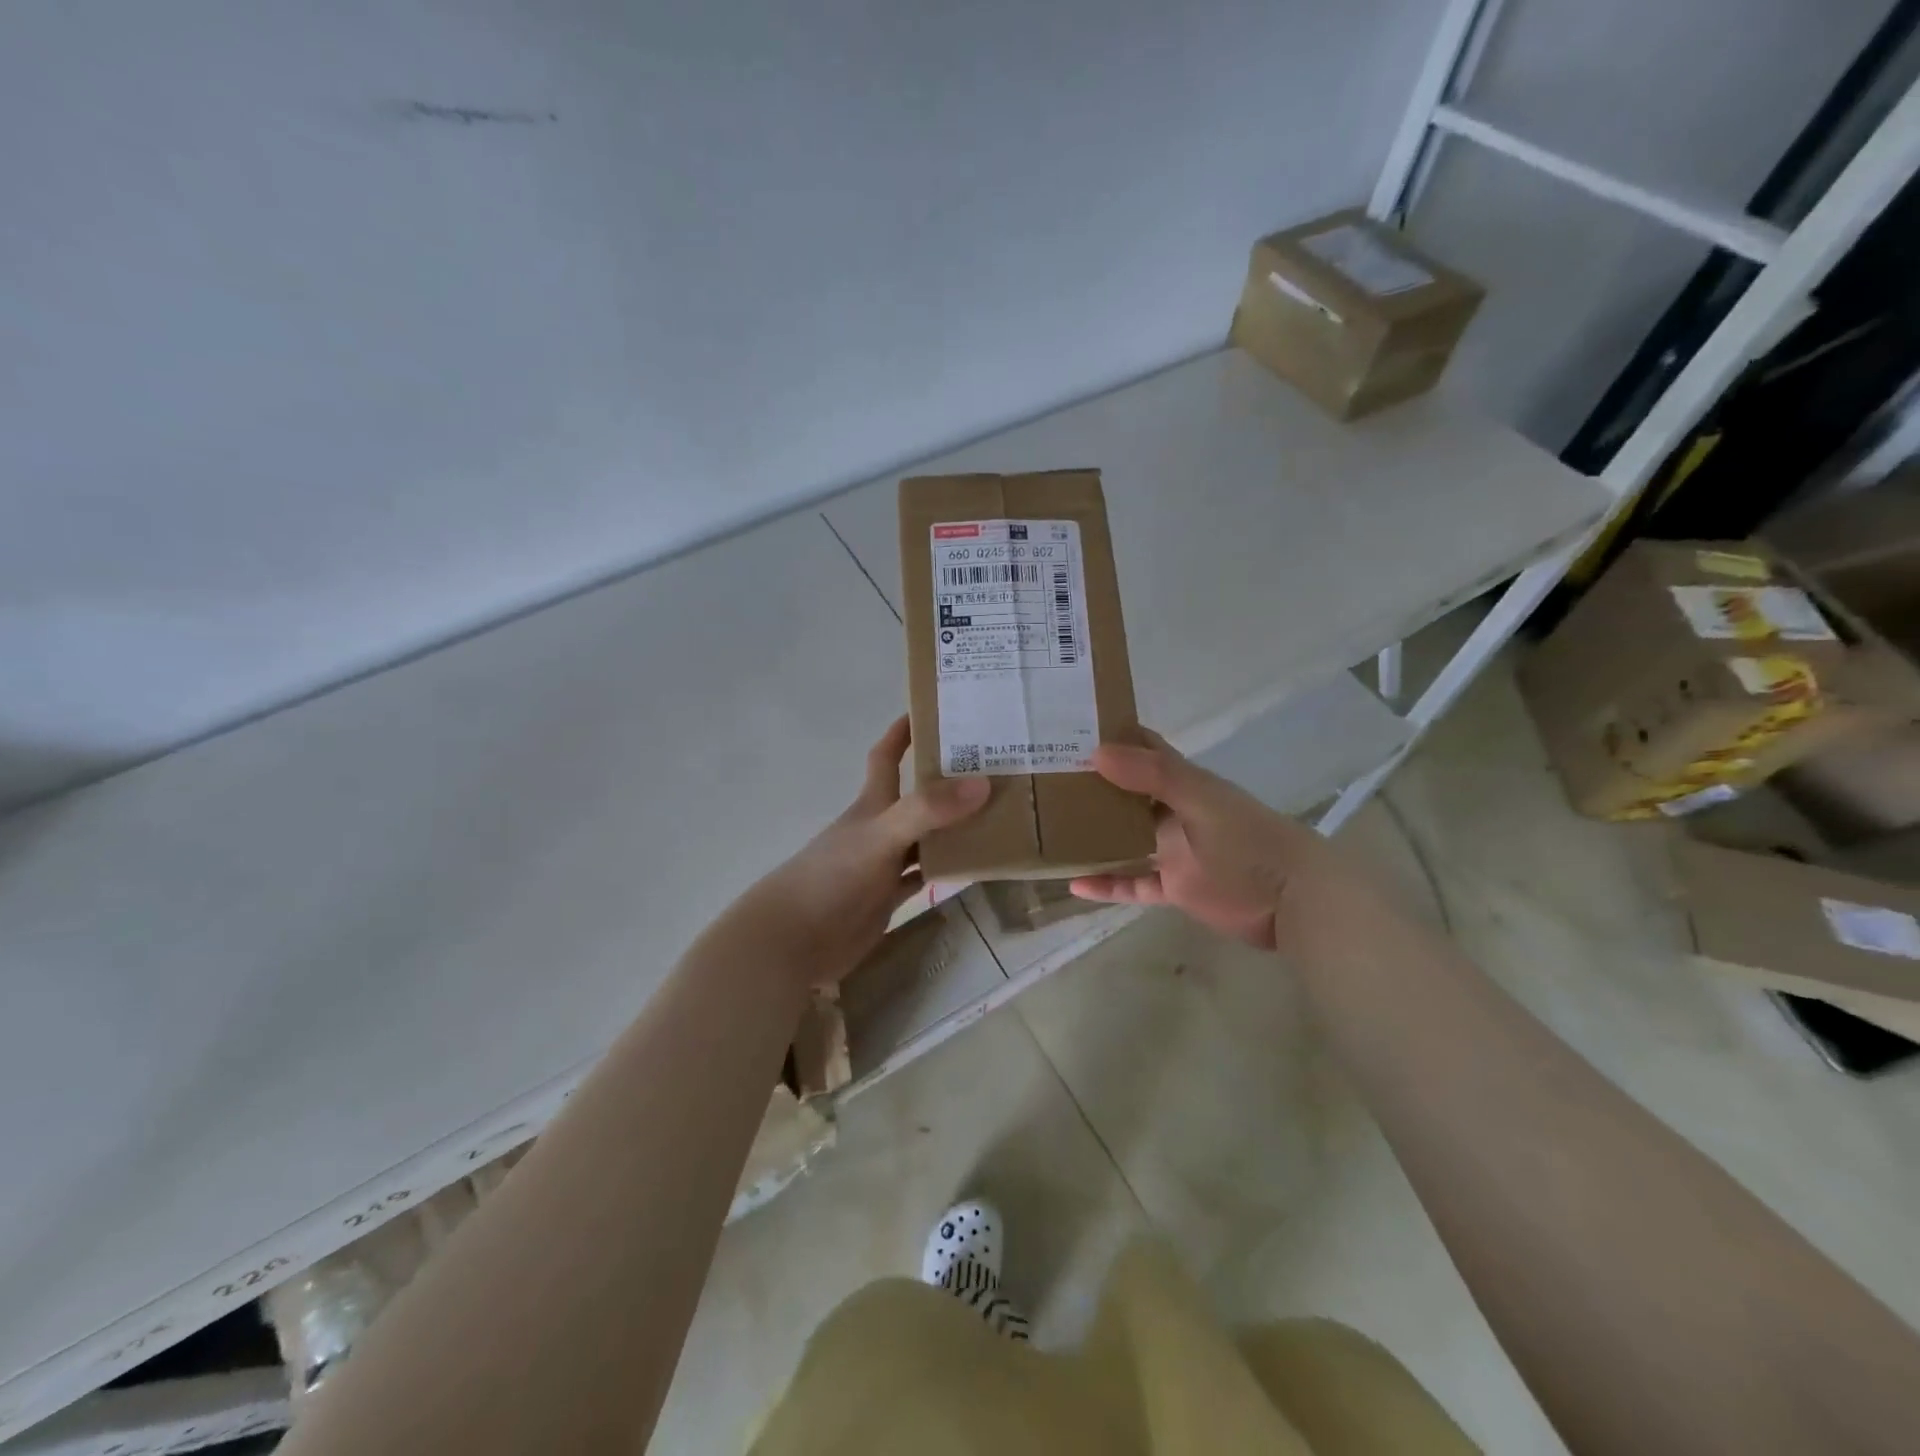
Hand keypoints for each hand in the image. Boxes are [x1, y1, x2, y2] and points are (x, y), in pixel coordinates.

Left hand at [745, 716, 987, 984]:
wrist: (794, 940)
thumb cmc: (831, 878)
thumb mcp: (880, 836)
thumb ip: (927, 811)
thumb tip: (982, 783)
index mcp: (872, 804)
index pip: (886, 757)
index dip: (903, 732)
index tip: (932, 709)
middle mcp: (880, 828)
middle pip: (917, 796)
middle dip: (947, 780)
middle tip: (993, 766)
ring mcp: (884, 864)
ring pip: (927, 837)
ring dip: (955, 826)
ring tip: (1000, 813)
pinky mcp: (888, 898)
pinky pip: (925, 875)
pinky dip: (947, 868)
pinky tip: (975, 864)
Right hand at [1070, 730, 1345, 950]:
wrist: (1293, 900)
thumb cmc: (1249, 841)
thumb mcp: (1202, 802)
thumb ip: (1155, 777)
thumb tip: (1097, 751)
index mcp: (1183, 783)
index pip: (1143, 750)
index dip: (1111, 736)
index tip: (1068, 728)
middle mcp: (1171, 813)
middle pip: (1125, 795)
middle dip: (1090, 785)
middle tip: (1042, 779)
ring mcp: (1171, 851)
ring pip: (1122, 839)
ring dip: (1092, 835)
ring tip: (1047, 829)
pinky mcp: (1172, 887)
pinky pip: (1131, 883)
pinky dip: (1106, 884)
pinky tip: (1073, 884)